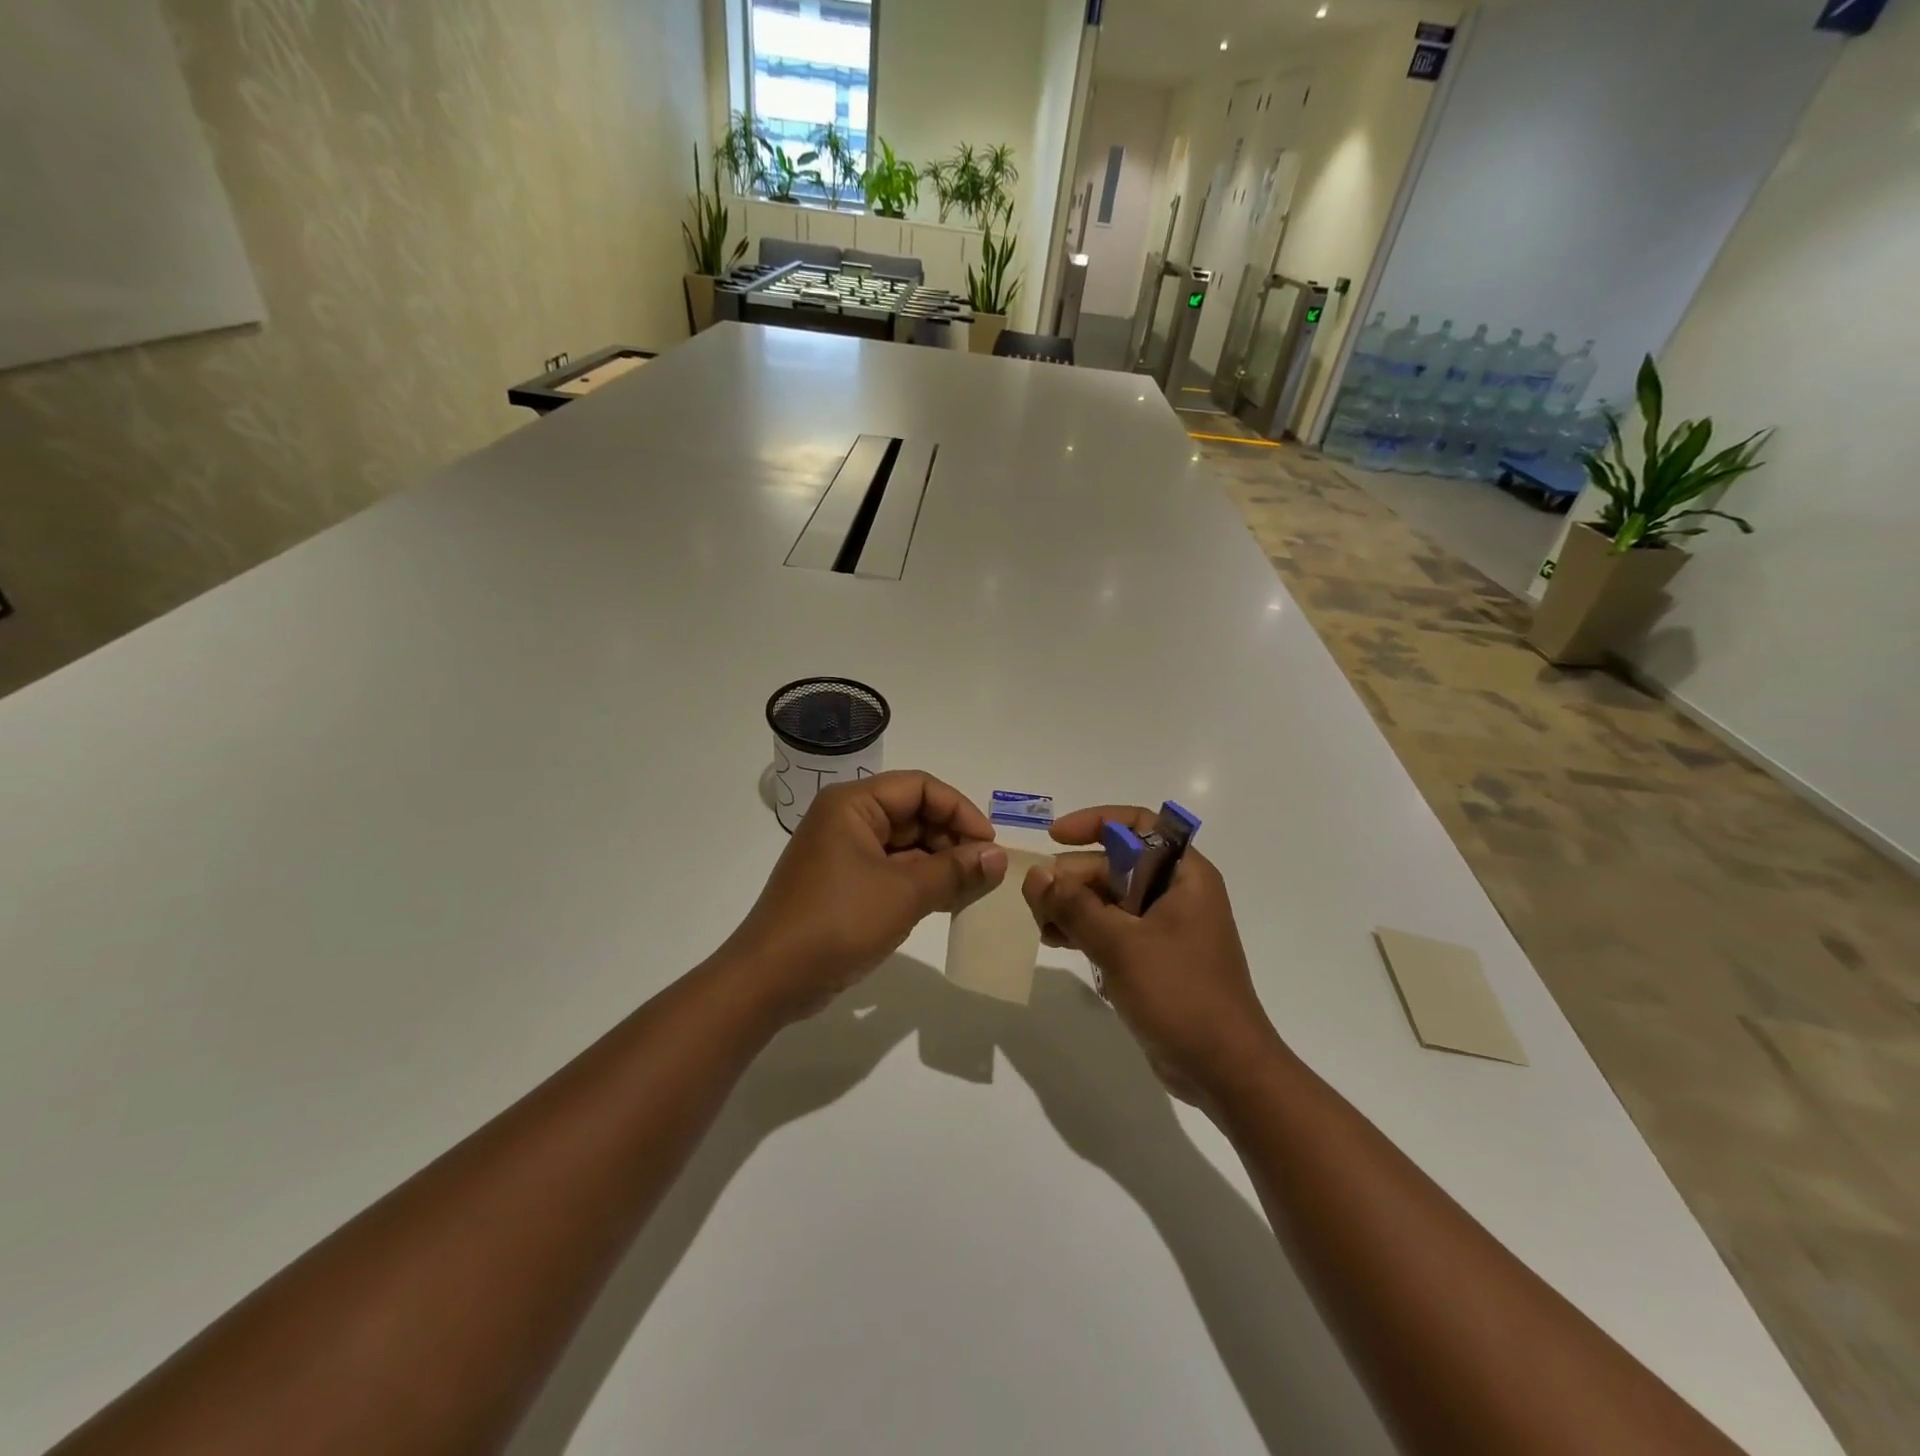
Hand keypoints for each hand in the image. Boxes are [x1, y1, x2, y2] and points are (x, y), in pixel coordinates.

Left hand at [726, 772, 1005, 1021]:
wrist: (771, 979)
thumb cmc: (838, 921)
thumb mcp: (904, 893)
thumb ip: (955, 871)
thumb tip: (998, 856)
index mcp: (853, 804)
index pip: (920, 787)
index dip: (959, 811)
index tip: (989, 845)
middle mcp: (847, 820)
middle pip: (914, 814)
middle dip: (952, 840)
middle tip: (986, 873)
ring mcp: (844, 854)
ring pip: (906, 846)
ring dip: (940, 865)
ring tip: (974, 891)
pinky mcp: (845, 885)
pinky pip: (892, 872)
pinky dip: (921, 883)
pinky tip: (949, 904)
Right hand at [1021, 805, 1283, 1106]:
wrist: (1224, 1070)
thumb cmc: (1180, 994)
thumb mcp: (1121, 944)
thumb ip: (1074, 906)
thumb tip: (1036, 876)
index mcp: (1183, 875)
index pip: (1139, 825)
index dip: (1095, 822)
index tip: (1055, 837)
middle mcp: (1175, 893)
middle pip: (1115, 864)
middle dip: (1073, 877)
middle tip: (1036, 901)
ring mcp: (1163, 927)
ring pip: (1108, 898)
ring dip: (1072, 905)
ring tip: (1041, 925)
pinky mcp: (1152, 958)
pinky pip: (1111, 929)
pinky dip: (1083, 930)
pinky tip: (1054, 941)